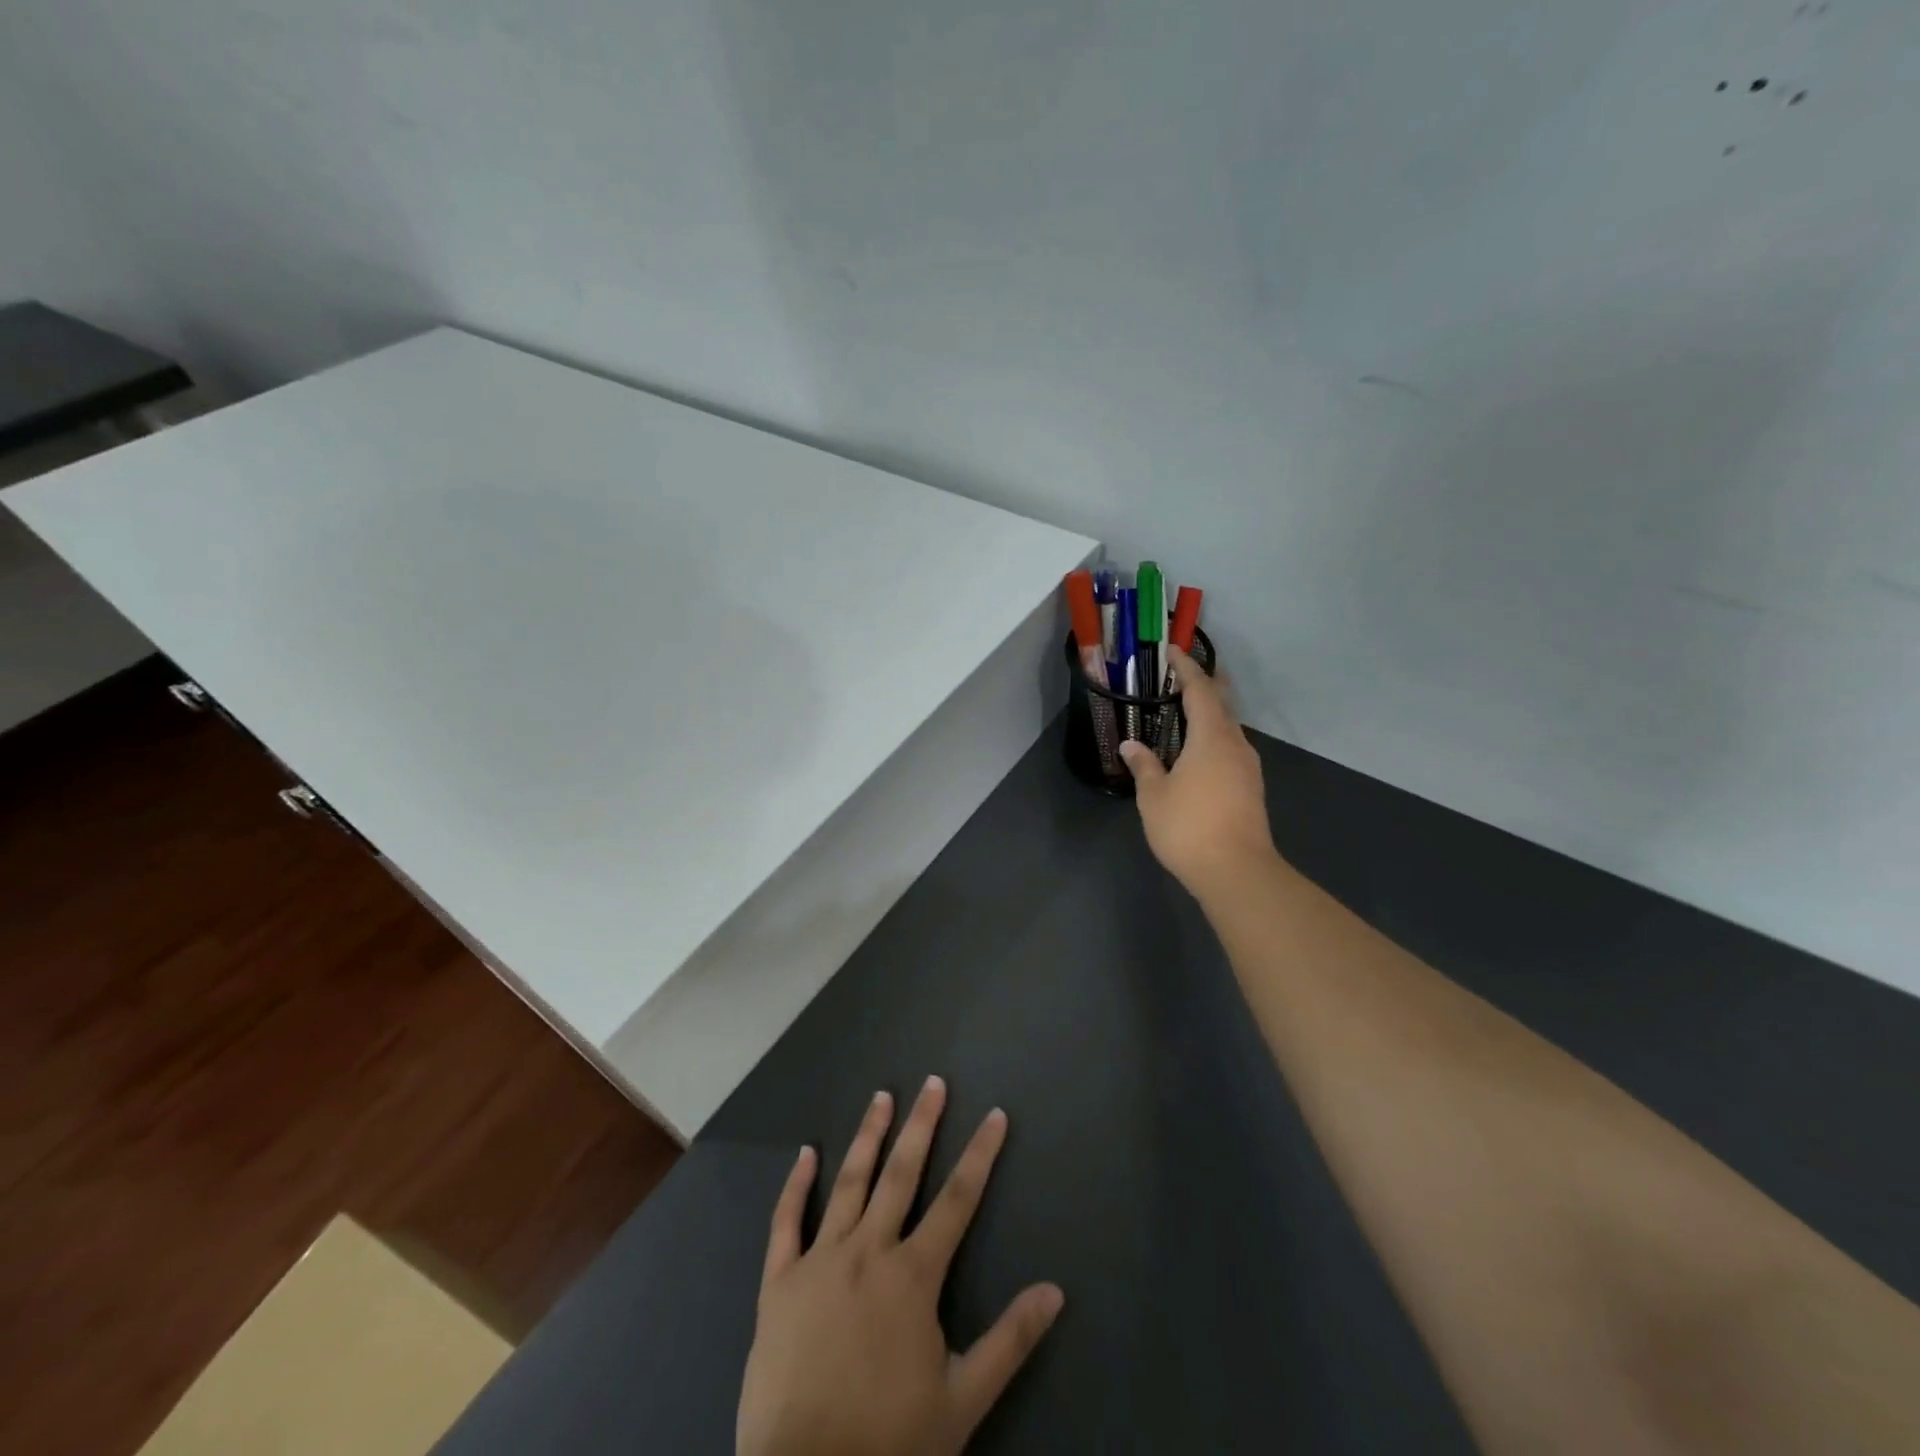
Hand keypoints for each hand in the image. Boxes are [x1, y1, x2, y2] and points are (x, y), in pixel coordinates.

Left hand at [737, 1077, 1064, 1455]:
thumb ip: (1009, 1340)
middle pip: (902, 1174)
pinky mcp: (779, 1282)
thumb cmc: (888, 1442)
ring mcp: (819, 1260)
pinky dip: (796, 1185)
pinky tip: (805, 1154)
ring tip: (882, 1096)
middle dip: (922, 1125)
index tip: (995, 1115)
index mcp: (913, 1275)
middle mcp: (868, 1251)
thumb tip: (1055, 1290)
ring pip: (849, 1183)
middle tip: (933, 1083)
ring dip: (868, 1136)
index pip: (958, 1200)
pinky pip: (786, 1222)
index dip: (980, 1154)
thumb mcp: (962, 1400)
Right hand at [1118, 644, 1277, 898]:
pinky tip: (1200, 752)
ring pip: (1229, 729)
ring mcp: (1248, 767)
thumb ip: (1144, 766)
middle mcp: (1235, 744)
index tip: (1173, 651)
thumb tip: (1131, 746)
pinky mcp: (1252, 788)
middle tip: (1182, 676)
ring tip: (1187, 713)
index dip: (1186, 668)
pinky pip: (1231, 750)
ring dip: (1211, 715)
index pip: (1200, 690)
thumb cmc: (1189, 827)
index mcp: (1211, 737)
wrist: (1237, 872)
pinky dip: (1215, 739)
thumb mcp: (1154, 796)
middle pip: (1222, 704)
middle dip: (1204, 686)